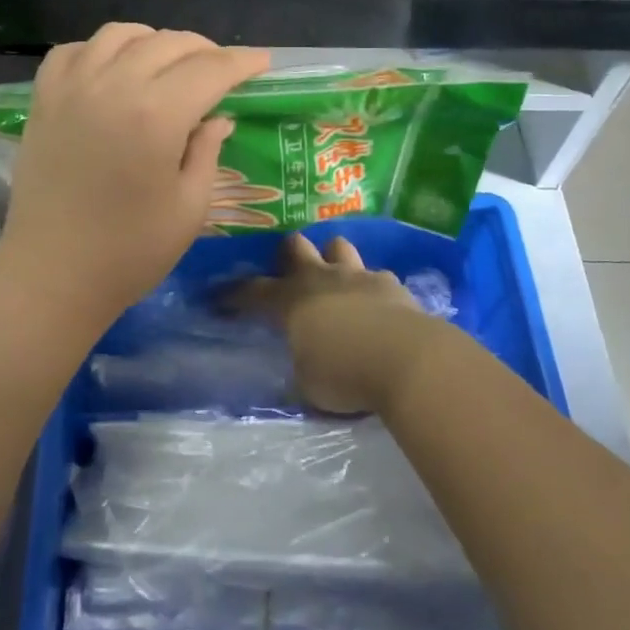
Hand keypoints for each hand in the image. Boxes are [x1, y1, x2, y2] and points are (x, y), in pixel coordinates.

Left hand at [0, 24, 269, 323]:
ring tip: (169, 65)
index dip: (242, 62)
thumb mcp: (189, 207)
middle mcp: (113, 86)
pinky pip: (75, 50)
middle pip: (168, 43)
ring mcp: (72, 88)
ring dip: (154, 42)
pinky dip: (101, 50)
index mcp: (156, 115)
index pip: (210, 69)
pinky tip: (113, 70)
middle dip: (205, 50)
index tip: (261, 63)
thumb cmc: (130, 252)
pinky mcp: (43, 100)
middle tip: (222, 71)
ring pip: (120, 34)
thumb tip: (219, 116)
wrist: (52, 274)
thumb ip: (208, 151)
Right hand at [237, 234, 439, 414]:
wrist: (408, 360)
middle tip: (288, 271)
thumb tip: (302, 363)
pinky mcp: (392, 284)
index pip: (254, 290)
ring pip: (338, 246)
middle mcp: (322, 279)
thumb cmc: (346, 375)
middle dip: (288, 254)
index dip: (235, 294)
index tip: (221, 297)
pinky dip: (371, 286)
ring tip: (334, 278)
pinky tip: (375, 304)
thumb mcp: (308, 383)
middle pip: (296, 246)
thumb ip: (301, 366)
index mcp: (292, 301)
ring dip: (332, 258)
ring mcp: (359, 276)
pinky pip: (376, 275)